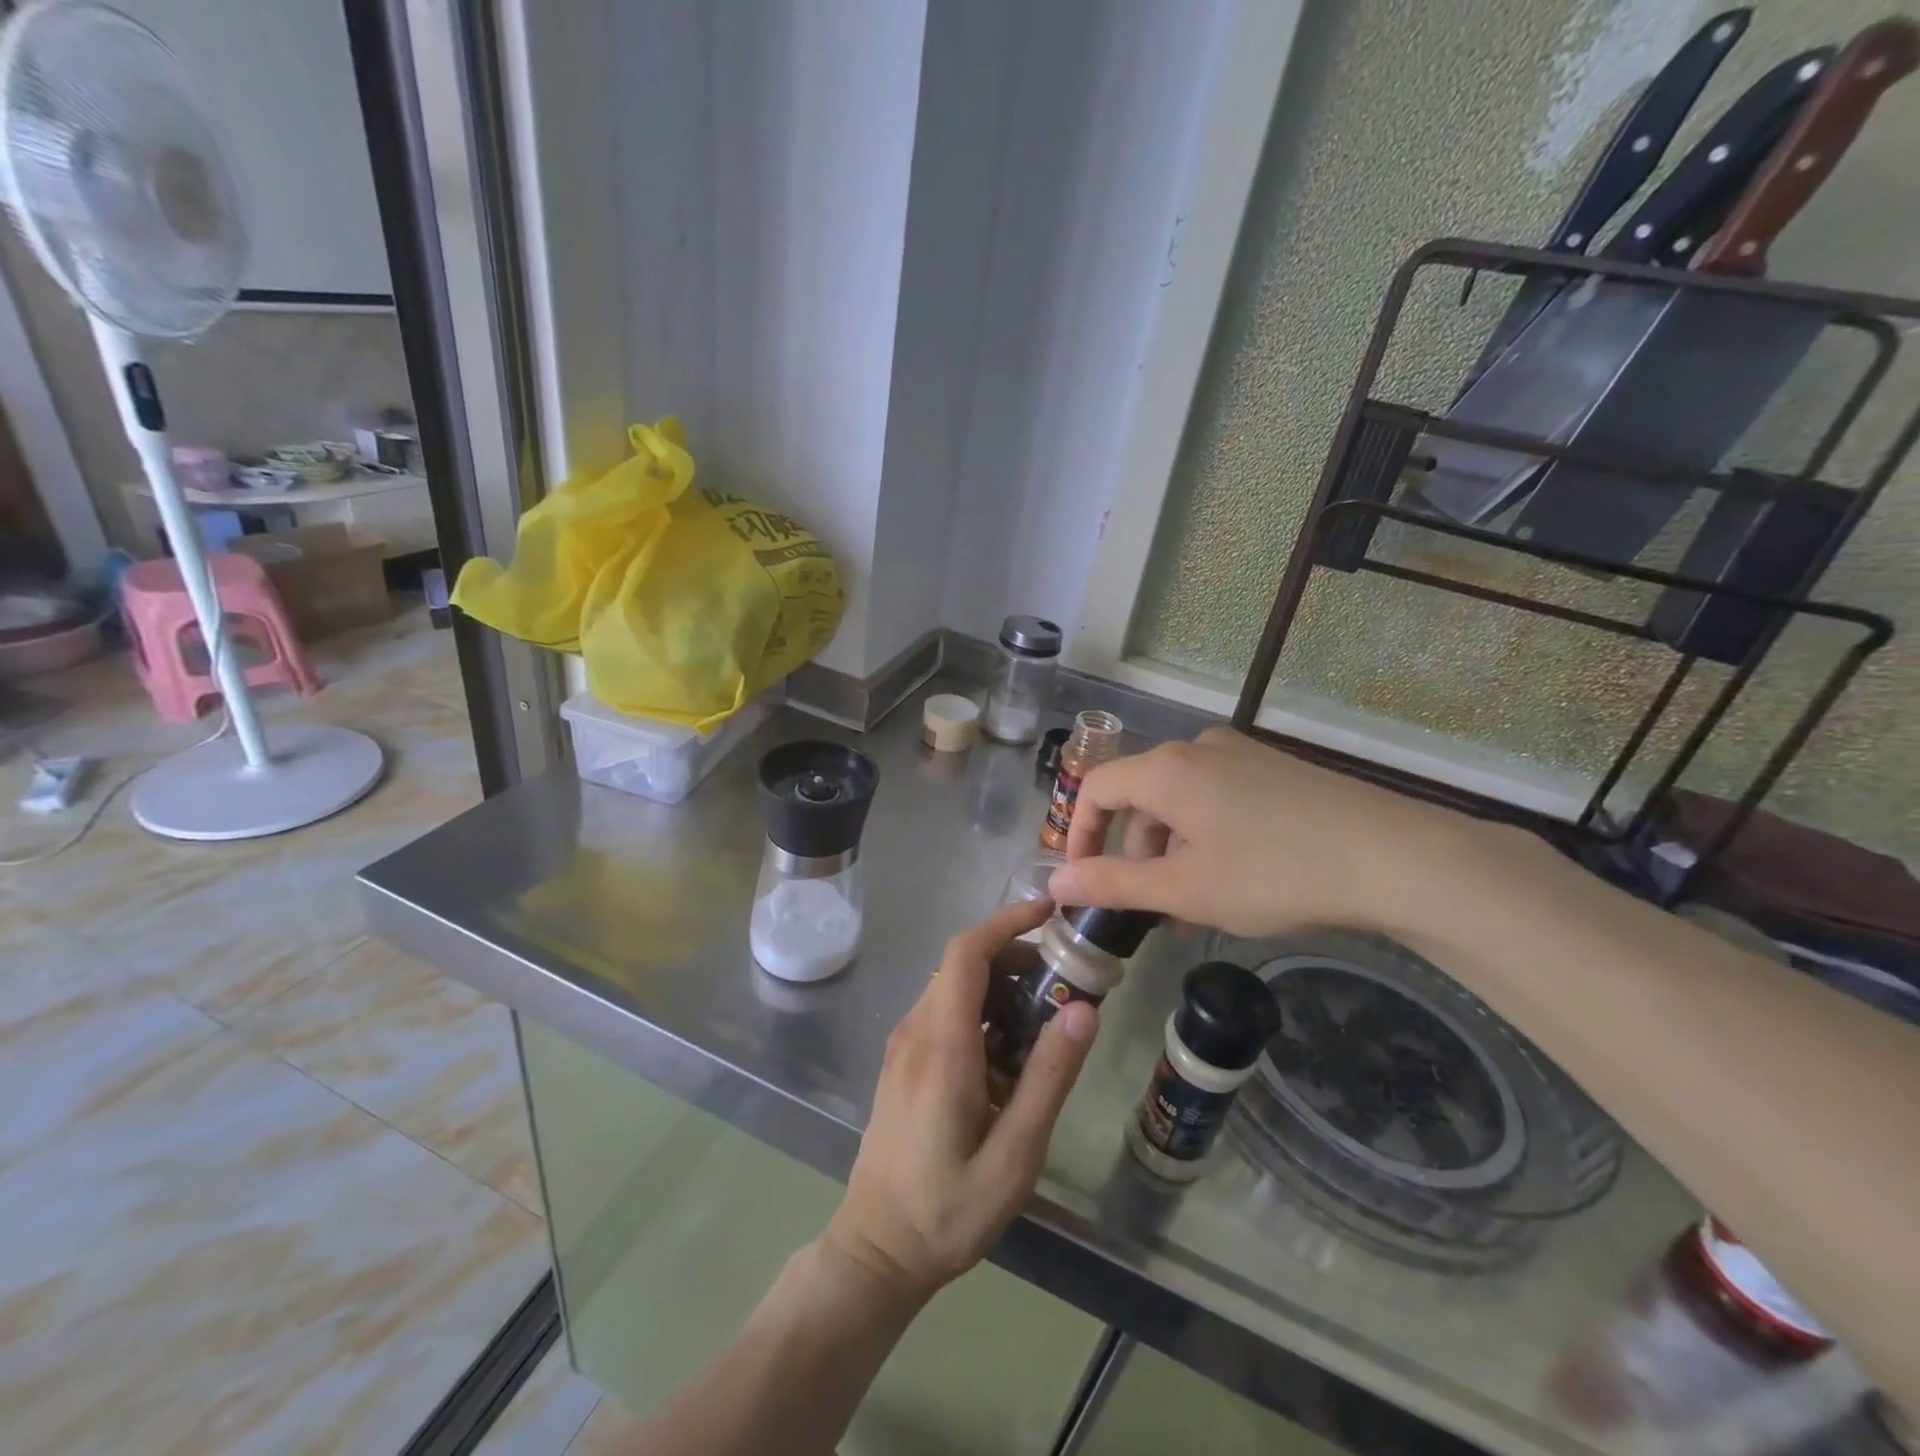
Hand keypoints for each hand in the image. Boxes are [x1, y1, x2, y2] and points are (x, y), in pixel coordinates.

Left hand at [820, 898, 1096, 1306]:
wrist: (876, 1251)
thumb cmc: (948, 1210)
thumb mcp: (1015, 1154)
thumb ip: (1049, 1078)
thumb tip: (1084, 1009)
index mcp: (941, 1044)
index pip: (967, 953)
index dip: (1006, 922)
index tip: (1049, 912)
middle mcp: (915, 1031)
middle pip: (962, 964)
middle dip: (1014, 957)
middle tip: (1064, 981)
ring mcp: (903, 1046)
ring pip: (953, 988)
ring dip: (999, 986)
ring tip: (1045, 1021)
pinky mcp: (902, 1063)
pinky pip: (943, 1014)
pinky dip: (981, 1012)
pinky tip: (1009, 1056)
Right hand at [1047, 727, 1497, 940]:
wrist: (1394, 857)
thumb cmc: (1273, 873)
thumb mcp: (1184, 889)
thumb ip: (1113, 884)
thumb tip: (1055, 882)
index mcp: (1166, 769)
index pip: (1096, 788)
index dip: (1080, 834)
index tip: (1085, 881)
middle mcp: (1198, 749)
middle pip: (1140, 798)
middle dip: (1135, 855)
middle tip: (1150, 909)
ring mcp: (1241, 756)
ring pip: (1181, 803)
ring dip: (1173, 854)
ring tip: (1194, 909)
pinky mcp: (1275, 771)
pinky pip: (1218, 800)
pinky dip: (1207, 840)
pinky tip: (1234, 883)